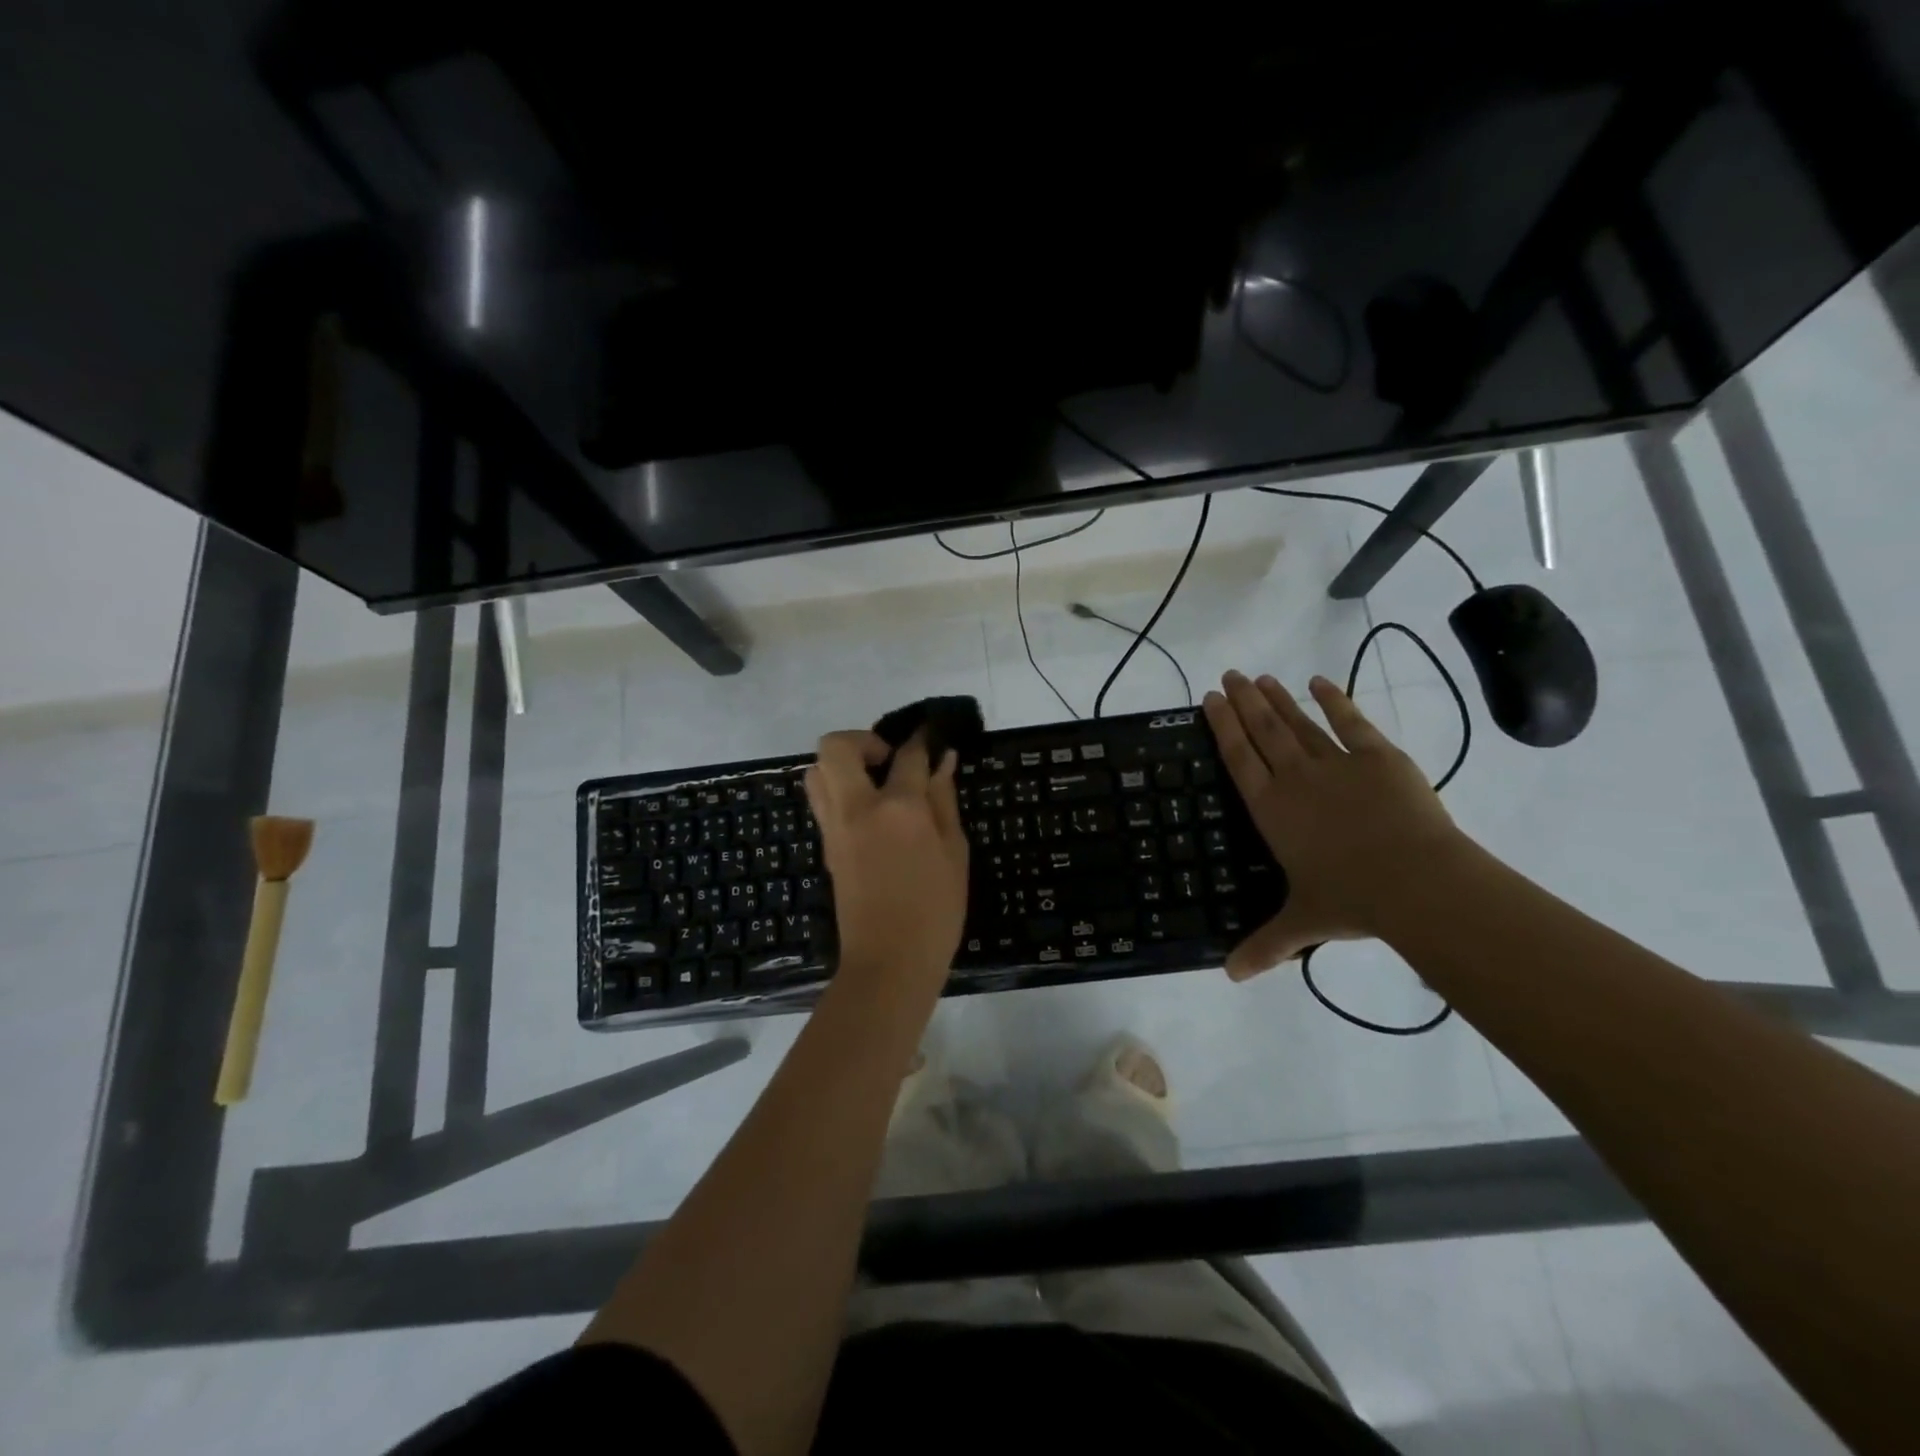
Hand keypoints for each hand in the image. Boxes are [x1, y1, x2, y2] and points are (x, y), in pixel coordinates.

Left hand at [803, 729, 968, 987]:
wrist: (889, 962)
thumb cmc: (935, 911)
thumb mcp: (954, 853)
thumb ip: (944, 800)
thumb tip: (943, 761)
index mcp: (898, 809)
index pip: (906, 755)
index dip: (921, 741)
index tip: (931, 737)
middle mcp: (857, 808)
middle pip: (836, 747)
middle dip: (863, 740)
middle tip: (889, 761)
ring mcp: (834, 827)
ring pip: (817, 772)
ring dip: (843, 766)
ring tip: (875, 786)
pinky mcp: (826, 846)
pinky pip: (822, 800)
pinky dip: (839, 791)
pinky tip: (871, 813)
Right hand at [1204, 670, 1464, 979]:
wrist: (1416, 881)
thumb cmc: (1351, 900)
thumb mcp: (1303, 923)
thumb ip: (1266, 945)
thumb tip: (1230, 977)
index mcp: (1272, 809)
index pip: (1238, 758)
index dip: (1221, 727)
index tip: (1208, 700)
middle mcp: (1295, 778)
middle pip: (1262, 730)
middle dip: (1242, 701)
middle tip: (1227, 675)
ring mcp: (1337, 763)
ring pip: (1298, 722)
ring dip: (1276, 698)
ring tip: (1259, 676)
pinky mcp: (1378, 757)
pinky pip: (1351, 721)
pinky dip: (1334, 700)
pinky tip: (1319, 682)